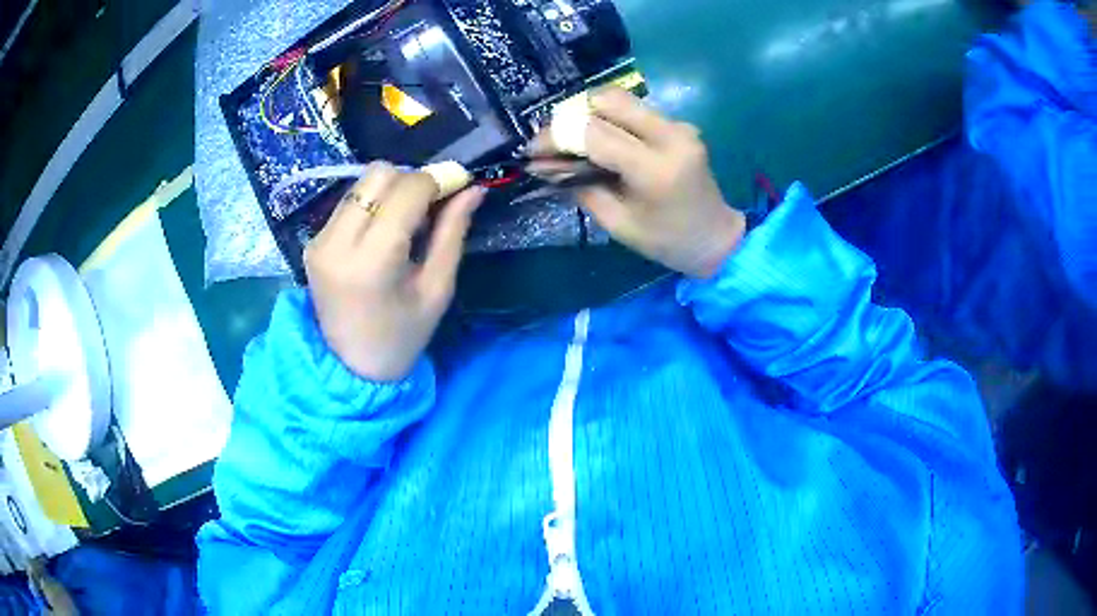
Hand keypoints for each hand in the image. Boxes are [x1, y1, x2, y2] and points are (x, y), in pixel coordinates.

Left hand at [305, 162, 484, 380]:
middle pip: (379, 174)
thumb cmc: (402, 337)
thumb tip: (473, 189)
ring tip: (408, 220)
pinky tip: (385, 230)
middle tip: (432, 206)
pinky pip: (349, 201)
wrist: (350, 368)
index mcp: (371, 261)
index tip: (461, 184)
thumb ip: (452, 233)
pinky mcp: (312, 241)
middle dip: (412, 181)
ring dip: (392, 190)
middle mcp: (337, 242)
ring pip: (362, 182)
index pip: (407, 191)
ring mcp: (319, 240)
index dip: (439, 179)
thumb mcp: (436, 289)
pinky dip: (373, 204)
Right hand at [534, 87, 745, 278]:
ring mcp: (679, 125)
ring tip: (573, 141)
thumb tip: (543, 165)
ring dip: (590, 114)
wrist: (716, 237)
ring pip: (621, 99)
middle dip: (573, 115)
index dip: (557, 136)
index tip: (533, 149)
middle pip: (609, 100)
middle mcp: (670, 135)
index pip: (594, 134)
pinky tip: (600, 140)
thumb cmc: (667, 241)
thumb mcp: (617, 223)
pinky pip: (635, 110)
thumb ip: (579, 187)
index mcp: (655, 168)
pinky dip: (610, 119)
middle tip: (555, 140)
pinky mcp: (680, 124)